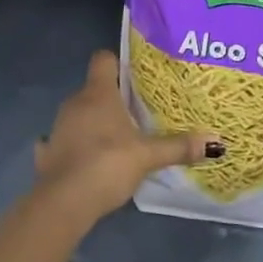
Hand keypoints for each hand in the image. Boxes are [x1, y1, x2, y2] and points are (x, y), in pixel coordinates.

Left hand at [34, 51, 222, 225]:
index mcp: (98, 93)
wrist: (64, 202)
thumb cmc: (108, 163)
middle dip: (113, 98)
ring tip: (118, 138)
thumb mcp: (148, 156)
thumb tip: (215, 141)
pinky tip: (87, 160)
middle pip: (94, 88)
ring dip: (94, 122)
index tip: (135, 75)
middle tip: (138, 111)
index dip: (118, 63)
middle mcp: (75, 103)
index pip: (103, 59)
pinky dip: (74, 147)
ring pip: (79, 114)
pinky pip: (63, 141)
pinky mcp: (47, 153)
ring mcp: (57, 127)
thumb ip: (179, 146)